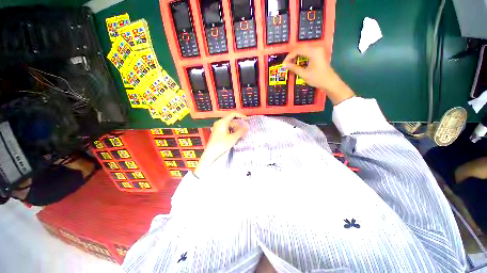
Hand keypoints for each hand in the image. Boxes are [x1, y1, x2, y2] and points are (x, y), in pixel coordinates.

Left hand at [194, 112, 248, 177]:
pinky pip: (226, 129)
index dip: (241, 116)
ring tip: (240, 136)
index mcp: (222, 122)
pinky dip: (231, 132)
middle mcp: (219, 123)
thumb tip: (247, 127)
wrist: (211, 153)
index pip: (233, 114)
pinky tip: (234, 138)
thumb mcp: (233, 138)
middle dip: (239, 126)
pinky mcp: (217, 132)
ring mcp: (218, 128)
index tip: (247, 120)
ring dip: (235, 130)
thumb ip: (241, 131)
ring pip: (229, 126)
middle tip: (244, 132)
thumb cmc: (222, 144)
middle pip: (232, 121)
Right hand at [283, 46, 354, 104]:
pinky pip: (307, 53)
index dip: (289, 57)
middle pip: (300, 49)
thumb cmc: (317, 78)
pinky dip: (301, 57)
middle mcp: (316, 48)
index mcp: (313, 52)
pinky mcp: (319, 54)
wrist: (330, 82)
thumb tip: (284, 65)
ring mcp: (318, 51)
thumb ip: (294, 68)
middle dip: (292, 56)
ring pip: (304, 51)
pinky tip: (297, 63)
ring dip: (296, 57)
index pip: (298, 50)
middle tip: (286, 64)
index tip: (284, 64)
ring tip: (291, 65)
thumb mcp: (304, 74)